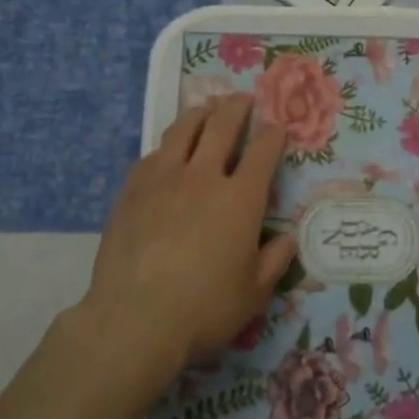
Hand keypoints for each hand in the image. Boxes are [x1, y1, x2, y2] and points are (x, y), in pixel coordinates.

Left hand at [81, 95, 294, 378]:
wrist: (134, 320)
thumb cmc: (204, 308)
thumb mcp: (255, 293)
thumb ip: (275, 260)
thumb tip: (287, 238)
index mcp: (240, 199)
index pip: (263, 152)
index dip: (273, 135)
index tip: (278, 126)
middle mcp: (203, 177)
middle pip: (222, 127)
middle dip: (237, 108)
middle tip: (243, 98)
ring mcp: (163, 180)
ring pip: (183, 131)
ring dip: (200, 114)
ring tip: (206, 107)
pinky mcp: (131, 192)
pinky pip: (153, 155)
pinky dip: (168, 146)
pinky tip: (168, 150)